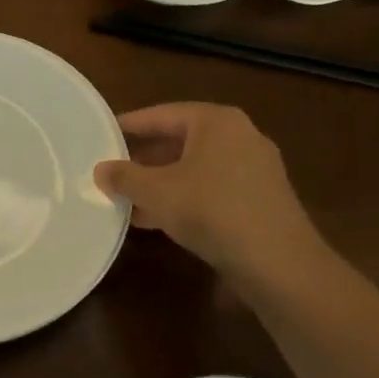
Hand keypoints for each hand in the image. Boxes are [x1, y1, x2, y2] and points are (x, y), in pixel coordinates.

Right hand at [93, 103, 320, 277]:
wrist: (278, 263)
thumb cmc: (212, 211)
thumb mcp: (157, 192)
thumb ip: (124, 177)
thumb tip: (100, 170)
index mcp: (216, 122)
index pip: (163, 114)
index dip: (130, 125)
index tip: (103, 133)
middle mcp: (239, 136)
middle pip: (180, 140)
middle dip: (144, 158)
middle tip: (112, 168)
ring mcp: (254, 169)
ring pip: (194, 168)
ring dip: (160, 182)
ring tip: (127, 198)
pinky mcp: (260, 199)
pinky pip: (211, 188)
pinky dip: (183, 198)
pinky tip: (156, 220)